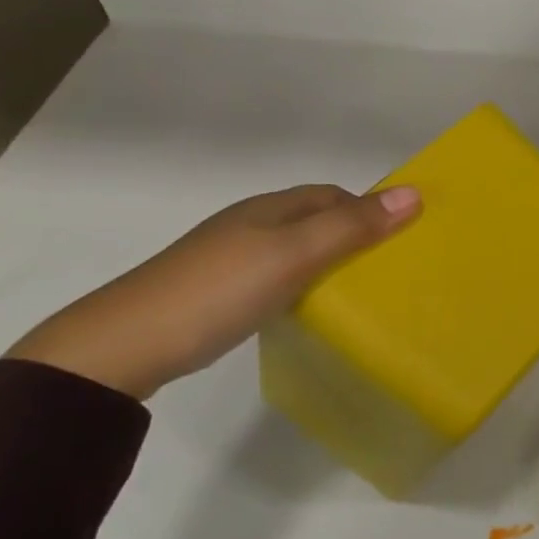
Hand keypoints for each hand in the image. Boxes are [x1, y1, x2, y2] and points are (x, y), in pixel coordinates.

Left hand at [6, 184, 420, 400]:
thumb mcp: (294, 255)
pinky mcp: (216, 292)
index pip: (333, 195)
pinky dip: (301, 284)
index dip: (369, 209)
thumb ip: (352, 227)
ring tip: (357, 291)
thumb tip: (414, 193)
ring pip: (295, 249)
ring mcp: (229, 259)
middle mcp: (250, 225)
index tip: (401, 240)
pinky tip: (305, 308)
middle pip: (314, 220)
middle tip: (387, 270)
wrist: (123, 345)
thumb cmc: (219, 290)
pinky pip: (275, 275)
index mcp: (270, 208)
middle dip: (353, 234)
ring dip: (328, 261)